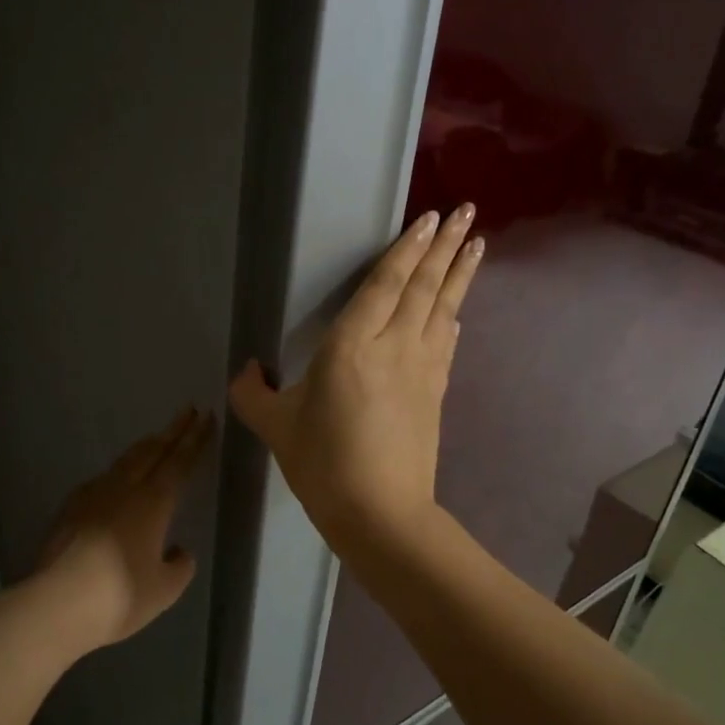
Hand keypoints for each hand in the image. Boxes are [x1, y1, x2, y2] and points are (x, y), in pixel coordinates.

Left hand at [35, 408, 214, 651]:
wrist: (54, 605)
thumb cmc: (119, 596)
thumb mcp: (164, 589)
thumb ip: (179, 566)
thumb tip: (178, 551)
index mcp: (154, 502)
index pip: (180, 461)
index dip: (195, 439)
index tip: (206, 417)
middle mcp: (124, 489)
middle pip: (152, 451)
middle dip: (172, 431)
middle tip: (188, 411)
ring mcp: (92, 496)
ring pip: (125, 461)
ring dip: (145, 447)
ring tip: (156, 439)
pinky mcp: (69, 510)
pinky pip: (102, 480)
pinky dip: (119, 471)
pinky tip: (116, 481)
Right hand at [229, 205, 482, 556]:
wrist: (381, 513)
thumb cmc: (323, 465)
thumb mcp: (276, 428)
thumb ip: (253, 394)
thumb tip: (246, 372)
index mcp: (351, 346)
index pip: (385, 284)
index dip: (407, 249)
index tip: (431, 219)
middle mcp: (394, 346)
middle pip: (423, 286)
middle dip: (446, 246)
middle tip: (468, 211)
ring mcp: (422, 369)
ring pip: (443, 309)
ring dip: (460, 274)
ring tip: (478, 243)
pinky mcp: (435, 393)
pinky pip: (446, 343)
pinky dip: (452, 318)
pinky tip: (459, 310)